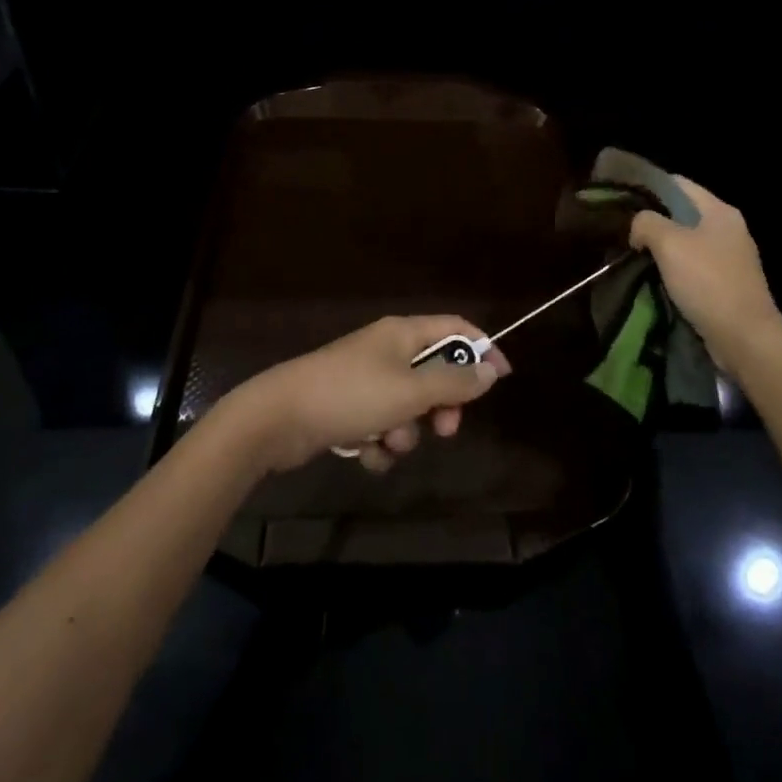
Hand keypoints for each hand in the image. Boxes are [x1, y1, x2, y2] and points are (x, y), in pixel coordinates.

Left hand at [225, 316, 509, 473]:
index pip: (454, 328)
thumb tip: (491, 369)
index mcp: (403, 333)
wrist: (278, 418)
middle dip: (442, 404)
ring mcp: (365, 379)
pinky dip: (379, 443)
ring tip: (388, 441)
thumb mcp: (410, 391)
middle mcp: (386, 350)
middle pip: (434, 371)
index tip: (503, 378)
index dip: (481, 348)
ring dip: (406, 431)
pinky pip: (382, 426)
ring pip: (408, 406)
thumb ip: (454, 381)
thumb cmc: (351, 395)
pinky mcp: (348, 408)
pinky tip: (364, 453)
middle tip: (444, 429)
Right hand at [629, 178, 781, 372]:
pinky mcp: (726, 285)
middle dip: (652, 221)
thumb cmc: (708, 282)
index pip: (678, 184)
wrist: (746, 339)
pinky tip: (652, 279)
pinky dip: (672, 270)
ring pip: (685, 242)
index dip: (648, 187)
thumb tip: (638, 228)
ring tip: (631, 255)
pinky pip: (692, 267)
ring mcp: (729, 258)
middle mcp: (728, 229)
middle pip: (681, 213)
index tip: (622, 200)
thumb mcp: (669, 243)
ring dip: (660, 249)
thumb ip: (646, 223)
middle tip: (623, 231)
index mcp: (719, 211)